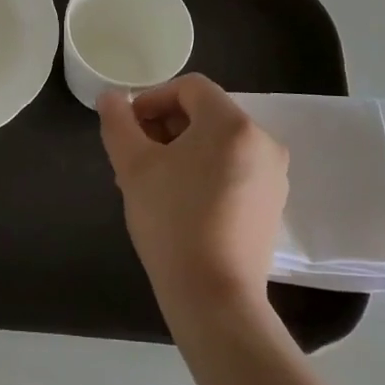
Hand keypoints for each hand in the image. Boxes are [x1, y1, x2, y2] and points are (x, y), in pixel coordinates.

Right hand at [97, 74, 288, 315]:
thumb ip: (118, 122)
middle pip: (206, 114)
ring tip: (153, 181)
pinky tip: (180, 201)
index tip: (128, 128)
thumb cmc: (172, 221)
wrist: (214, 297)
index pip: (189, 88)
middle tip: (135, 156)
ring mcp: (273, 174)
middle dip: (165, 127)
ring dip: (183, 150)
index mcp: (232, 123)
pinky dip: (206, 171)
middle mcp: (262, 140)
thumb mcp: (133, 166)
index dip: (153, 99)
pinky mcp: (272, 203)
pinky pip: (234, 168)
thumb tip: (111, 97)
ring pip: (219, 143)